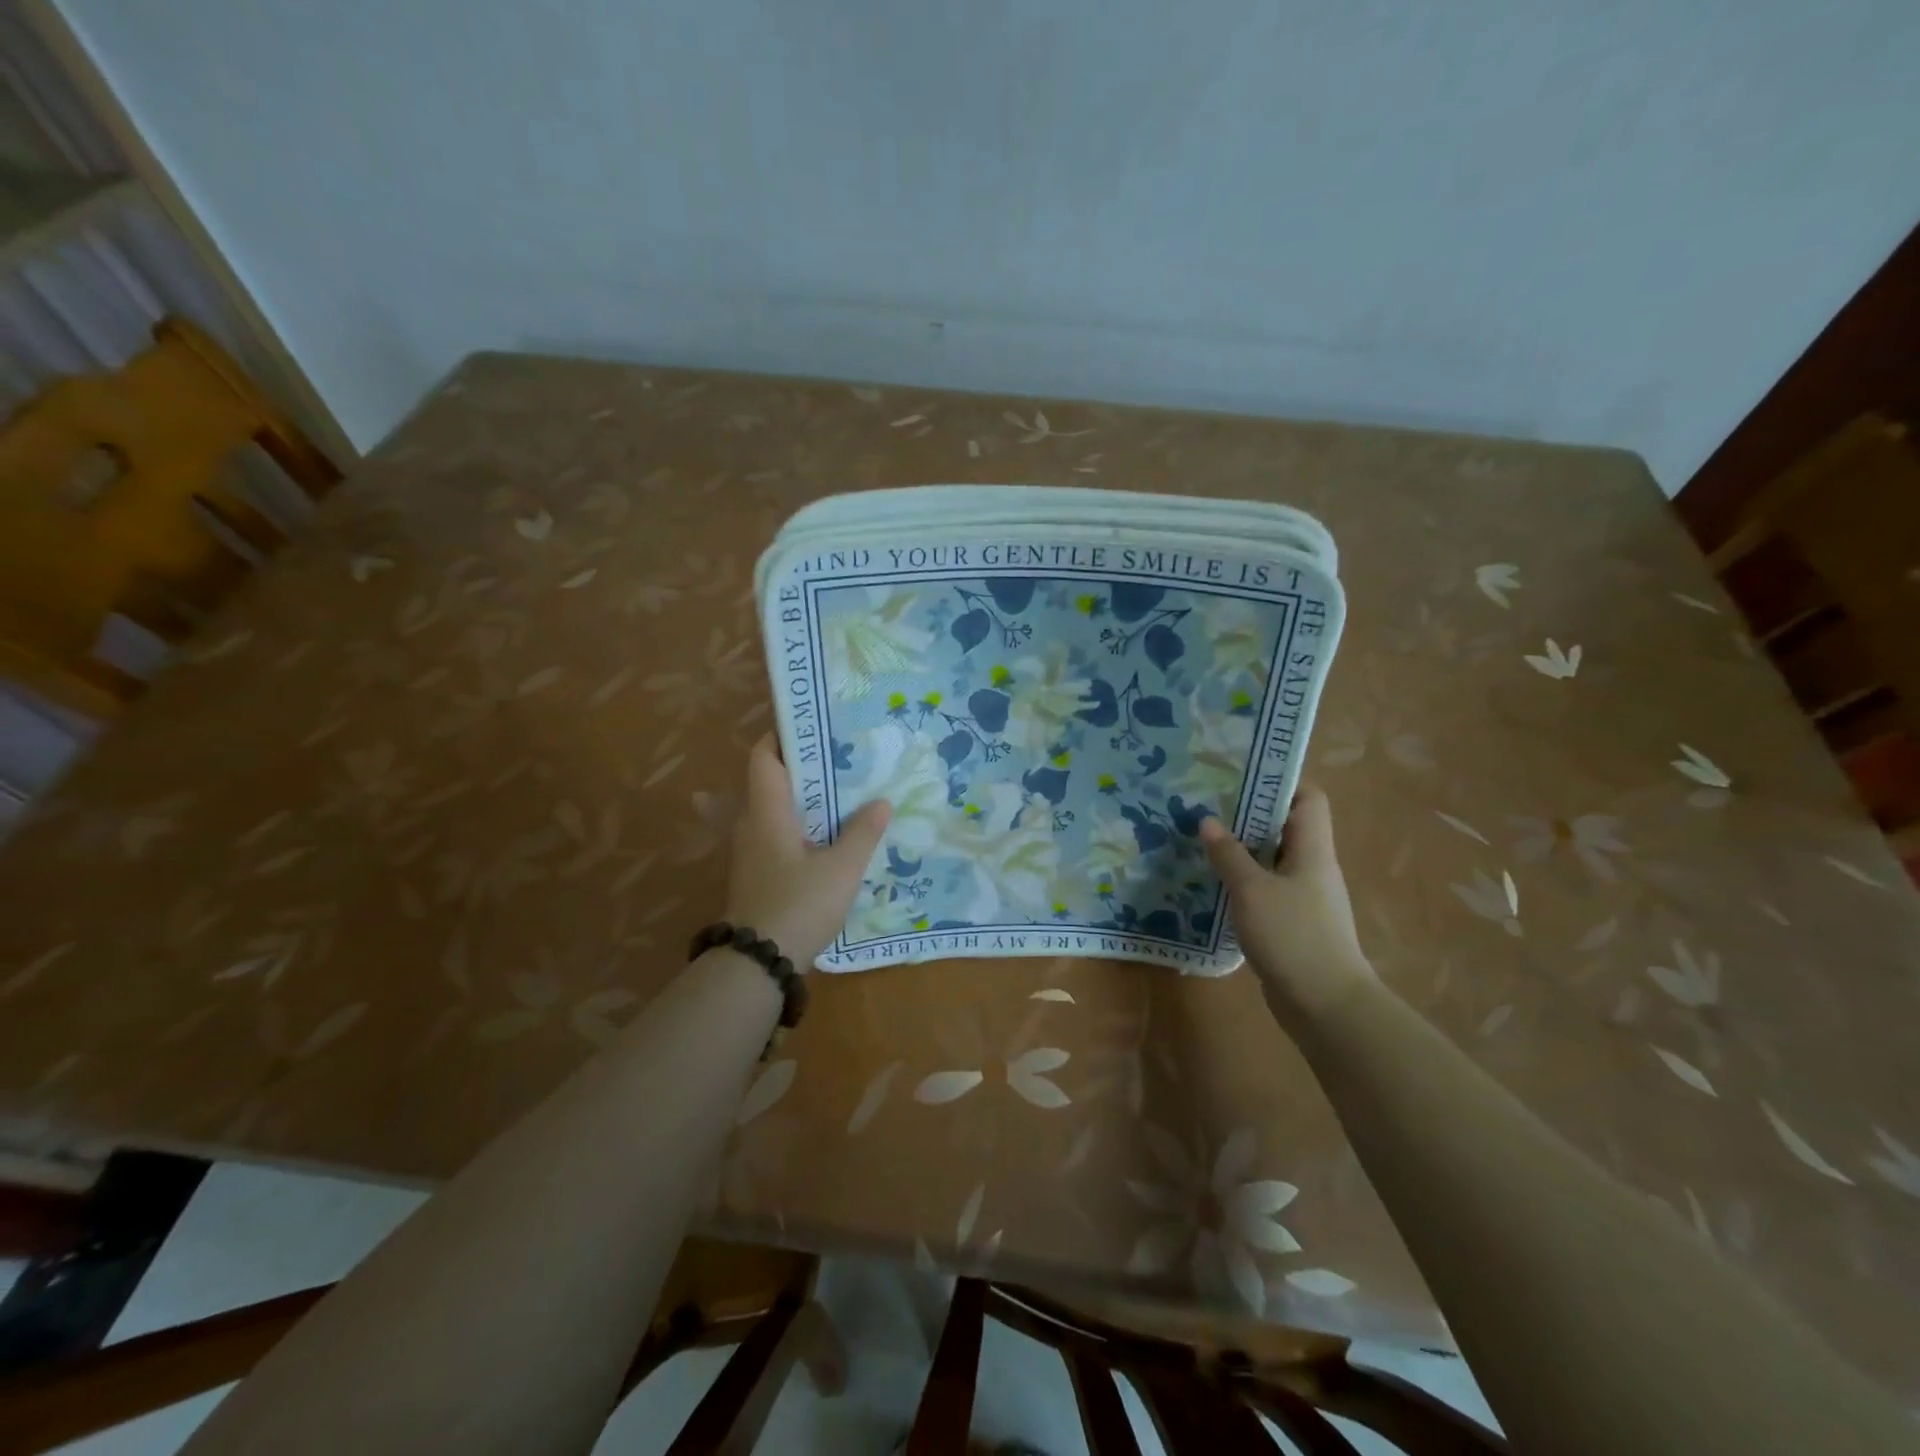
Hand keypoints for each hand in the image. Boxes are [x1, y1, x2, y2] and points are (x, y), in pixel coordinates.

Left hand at [723, 735, 890, 969]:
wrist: (758, 963)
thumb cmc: (798, 905)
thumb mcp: (841, 870)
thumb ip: (862, 833)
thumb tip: (881, 802)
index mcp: (767, 812)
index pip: (763, 758)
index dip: (782, 736)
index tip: (814, 726)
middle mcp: (751, 825)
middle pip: (768, 781)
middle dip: (799, 767)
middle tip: (838, 760)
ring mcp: (750, 852)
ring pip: (771, 810)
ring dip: (798, 798)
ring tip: (836, 793)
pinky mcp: (756, 874)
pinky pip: (774, 835)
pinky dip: (795, 826)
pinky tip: (821, 837)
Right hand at [1200, 784, 1375, 1028]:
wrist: (1326, 1006)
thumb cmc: (1294, 937)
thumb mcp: (1252, 891)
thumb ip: (1228, 854)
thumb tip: (1207, 820)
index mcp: (1312, 849)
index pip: (1308, 798)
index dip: (1280, 781)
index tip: (1240, 774)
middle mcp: (1312, 866)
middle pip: (1285, 825)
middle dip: (1248, 812)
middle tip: (1206, 803)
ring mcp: (1303, 896)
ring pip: (1271, 858)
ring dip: (1241, 848)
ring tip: (1201, 838)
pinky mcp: (1292, 921)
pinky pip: (1265, 887)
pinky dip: (1242, 880)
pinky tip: (1212, 882)